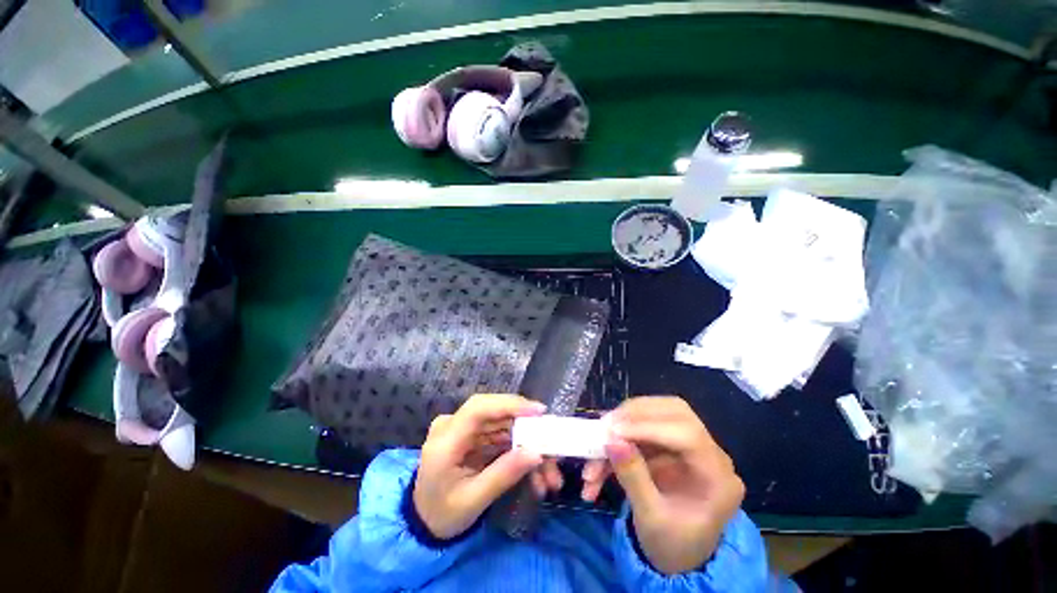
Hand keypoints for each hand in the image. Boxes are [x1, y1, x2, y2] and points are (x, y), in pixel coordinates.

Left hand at [413, 393, 560, 539]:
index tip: (539, 412)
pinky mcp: (474, 434)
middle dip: (527, 430)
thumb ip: (503, 475)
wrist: (423, 521)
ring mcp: (464, 428)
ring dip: (528, 443)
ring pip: (504, 425)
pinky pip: (502, 435)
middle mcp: (454, 425)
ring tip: (549, 473)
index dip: (510, 404)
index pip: (479, 408)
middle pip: (496, 414)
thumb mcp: (473, 500)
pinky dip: (520, 450)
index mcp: (445, 440)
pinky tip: (535, 471)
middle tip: (552, 448)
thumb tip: (537, 453)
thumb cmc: (441, 514)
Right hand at [581, 397, 744, 574]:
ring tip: (595, 449)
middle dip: (634, 415)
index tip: (613, 432)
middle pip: (673, 412)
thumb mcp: (652, 520)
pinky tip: (598, 464)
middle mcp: (708, 454)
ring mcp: (687, 447)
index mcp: (718, 478)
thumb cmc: (673, 547)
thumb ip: (633, 477)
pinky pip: (640, 431)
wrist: (679, 561)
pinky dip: (617, 442)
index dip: (649, 427)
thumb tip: (612, 439)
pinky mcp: (668, 446)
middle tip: (605, 426)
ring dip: (621, 427)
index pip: (687, 434)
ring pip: (654, 415)